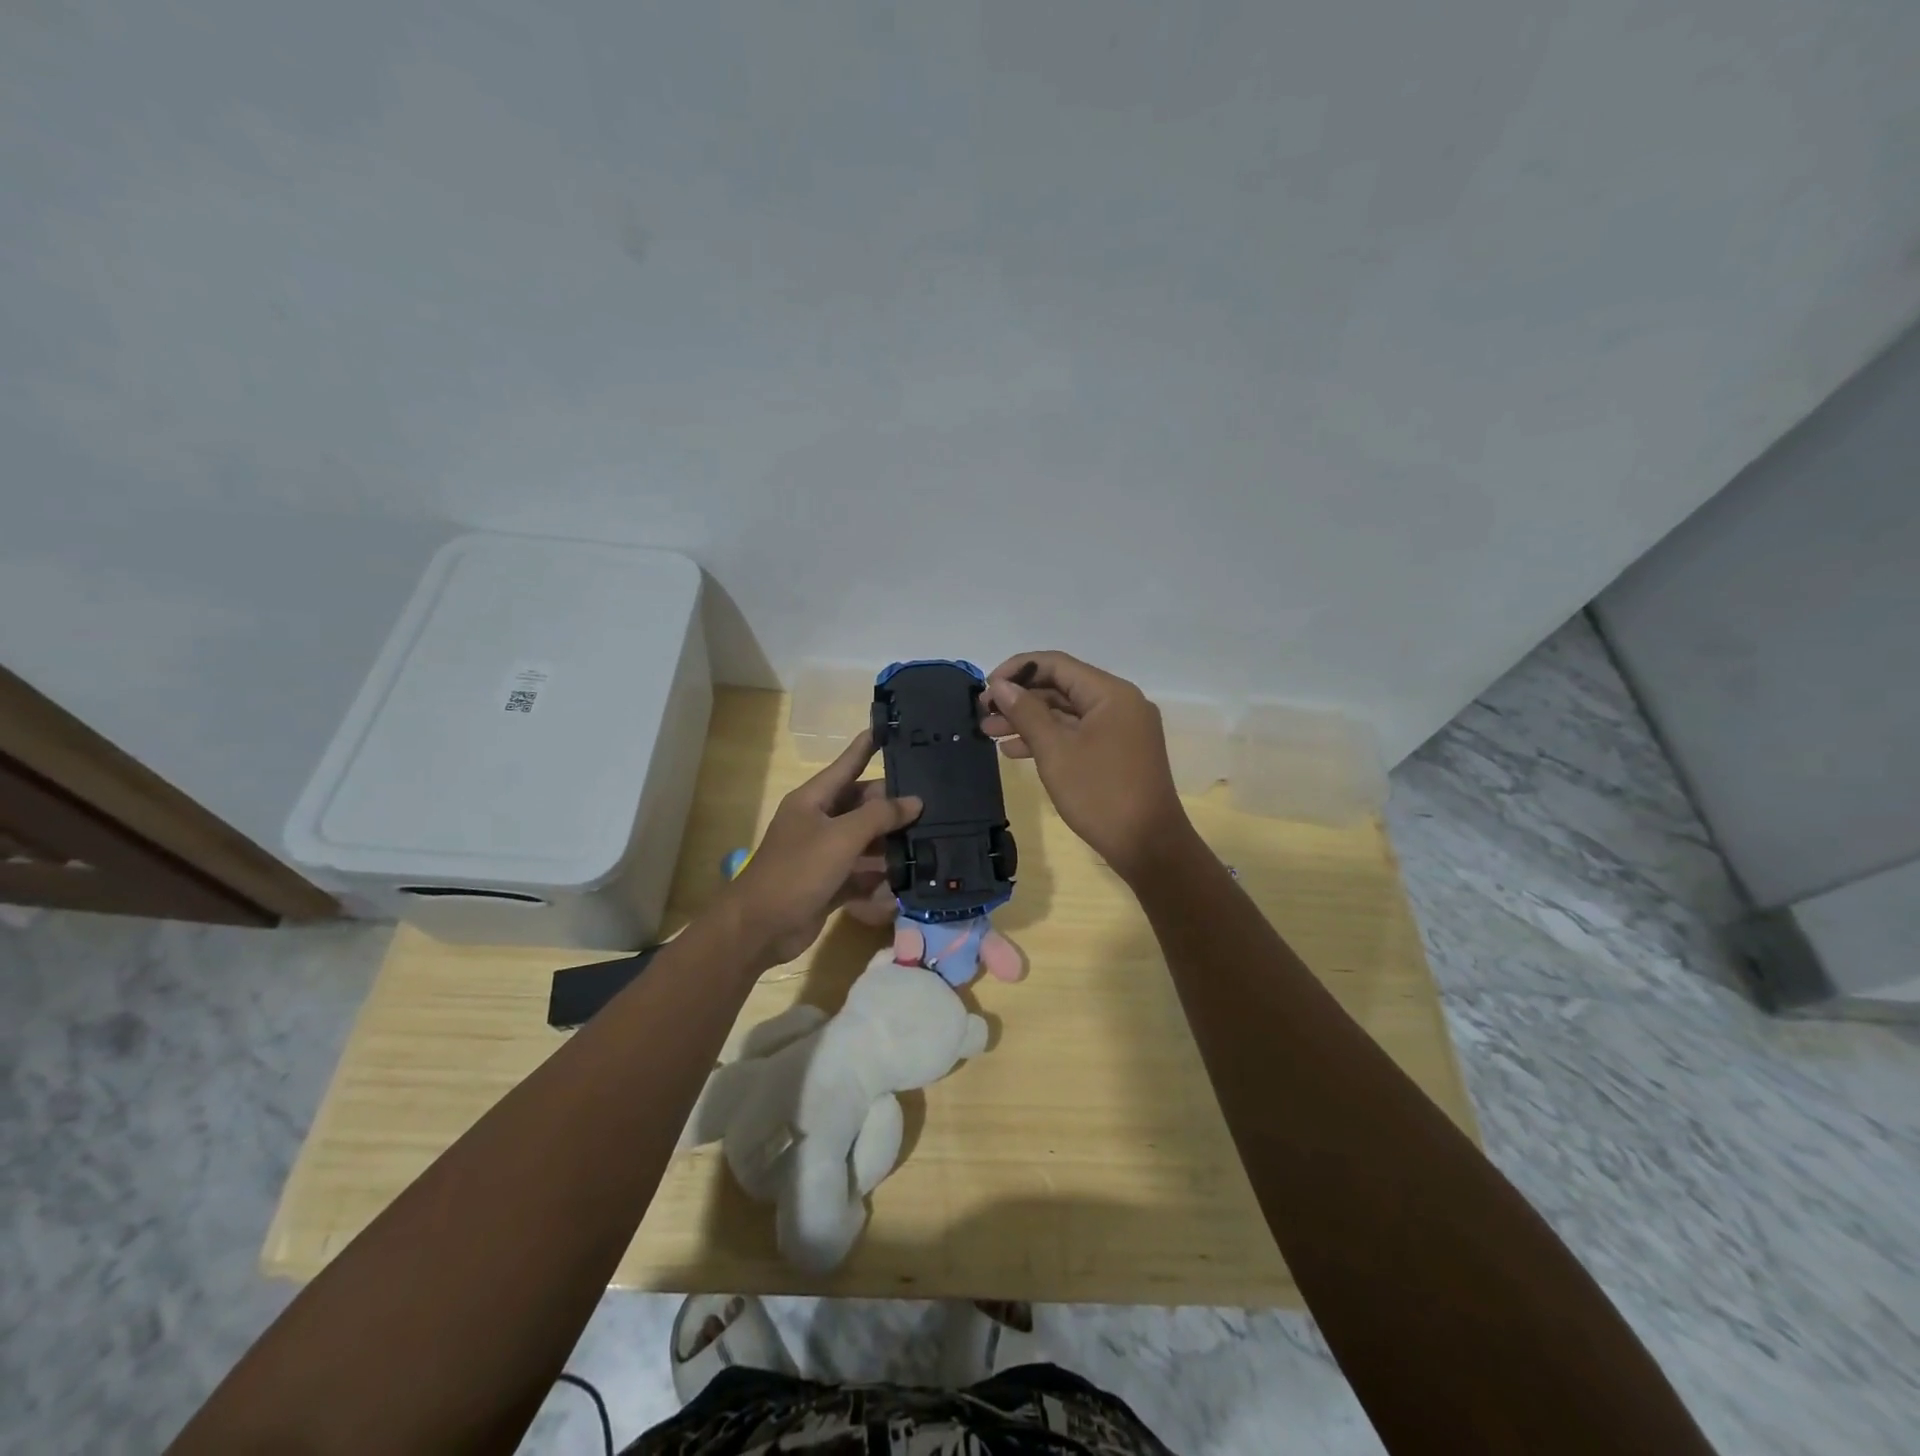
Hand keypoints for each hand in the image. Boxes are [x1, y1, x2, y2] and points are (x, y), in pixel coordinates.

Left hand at [718, 732, 920, 965]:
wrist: (760, 928)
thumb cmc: (797, 871)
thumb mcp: (841, 837)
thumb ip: (880, 816)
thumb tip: (914, 802)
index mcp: (813, 800)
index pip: (847, 764)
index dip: (867, 746)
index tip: (890, 727)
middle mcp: (819, 822)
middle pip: (862, 805)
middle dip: (893, 804)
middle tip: (933, 800)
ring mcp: (824, 854)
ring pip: (865, 840)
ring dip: (891, 842)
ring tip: (931, 836)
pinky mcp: (830, 884)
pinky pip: (862, 873)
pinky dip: (881, 876)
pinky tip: (910, 878)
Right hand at [982, 651, 1191, 880]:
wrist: (1148, 846)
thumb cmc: (1100, 794)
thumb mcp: (1055, 751)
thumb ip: (1026, 713)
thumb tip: (1000, 686)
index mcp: (1111, 693)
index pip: (1056, 664)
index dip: (1017, 670)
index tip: (986, 688)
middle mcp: (1119, 703)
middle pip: (1061, 687)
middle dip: (1020, 698)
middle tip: (983, 713)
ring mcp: (1120, 729)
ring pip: (1066, 713)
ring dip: (1028, 720)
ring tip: (989, 733)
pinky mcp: (1116, 752)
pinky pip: (1077, 734)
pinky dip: (1048, 738)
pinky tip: (1014, 751)